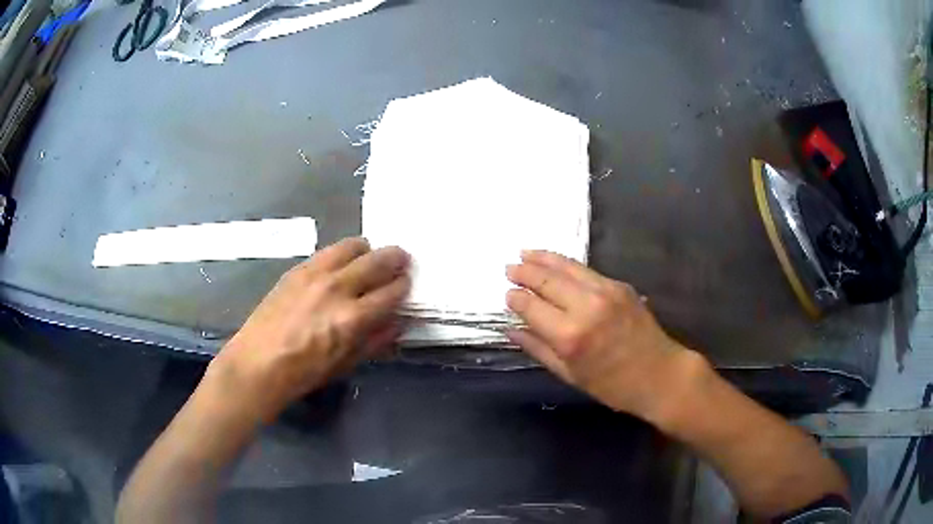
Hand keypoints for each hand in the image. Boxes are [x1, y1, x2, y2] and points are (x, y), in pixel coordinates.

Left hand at [209, 237, 410, 420]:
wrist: (259, 362)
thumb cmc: (305, 372)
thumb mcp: (348, 363)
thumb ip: (377, 339)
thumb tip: (398, 320)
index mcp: (353, 318)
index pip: (392, 291)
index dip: (404, 286)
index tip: (406, 285)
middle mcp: (337, 288)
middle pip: (378, 260)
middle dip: (396, 259)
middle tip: (401, 261)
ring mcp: (315, 273)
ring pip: (354, 246)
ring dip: (369, 251)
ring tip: (370, 259)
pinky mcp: (298, 268)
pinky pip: (329, 251)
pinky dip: (343, 254)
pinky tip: (341, 266)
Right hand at [506, 250, 692, 418]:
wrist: (660, 374)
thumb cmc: (612, 385)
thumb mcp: (569, 375)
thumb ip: (537, 348)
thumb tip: (510, 329)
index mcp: (570, 336)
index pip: (532, 307)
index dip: (516, 299)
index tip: (506, 295)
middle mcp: (586, 307)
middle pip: (547, 280)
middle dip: (525, 272)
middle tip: (509, 268)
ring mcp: (605, 291)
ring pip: (567, 266)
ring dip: (543, 258)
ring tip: (525, 253)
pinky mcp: (619, 285)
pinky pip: (586, 270)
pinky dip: (566, 264)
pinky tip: (556, 263)